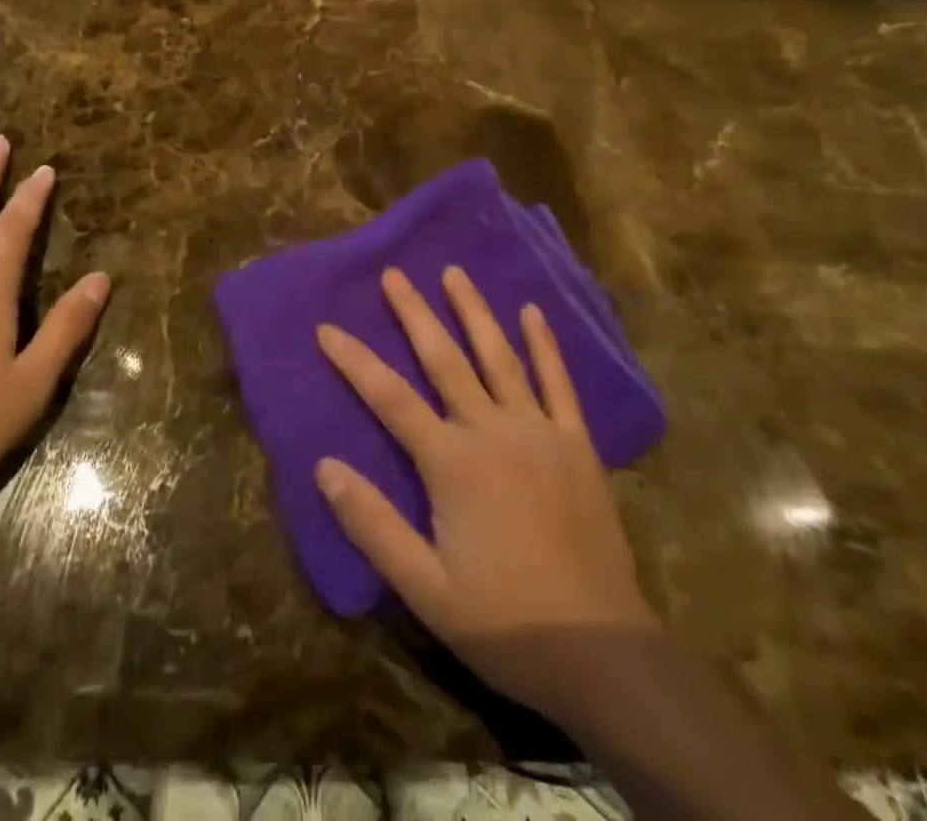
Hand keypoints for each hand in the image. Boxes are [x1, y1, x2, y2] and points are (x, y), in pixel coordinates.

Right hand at [315, 266, 656, 722]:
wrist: (602, 654)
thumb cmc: (505, 622)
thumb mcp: (424, 587)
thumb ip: (372, 524)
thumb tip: (324, 466)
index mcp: (452, 463)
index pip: (390, 398)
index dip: (354, 360)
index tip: (326, 327)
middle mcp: (493, 431)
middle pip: (444, 359)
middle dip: (414, 314)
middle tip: (394, 273)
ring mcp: (540, 432)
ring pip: (500, 357)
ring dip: (474, 312)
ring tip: (455, 273)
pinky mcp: (577, 445)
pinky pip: (559, 383)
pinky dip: (544, 345)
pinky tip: (532, 312)